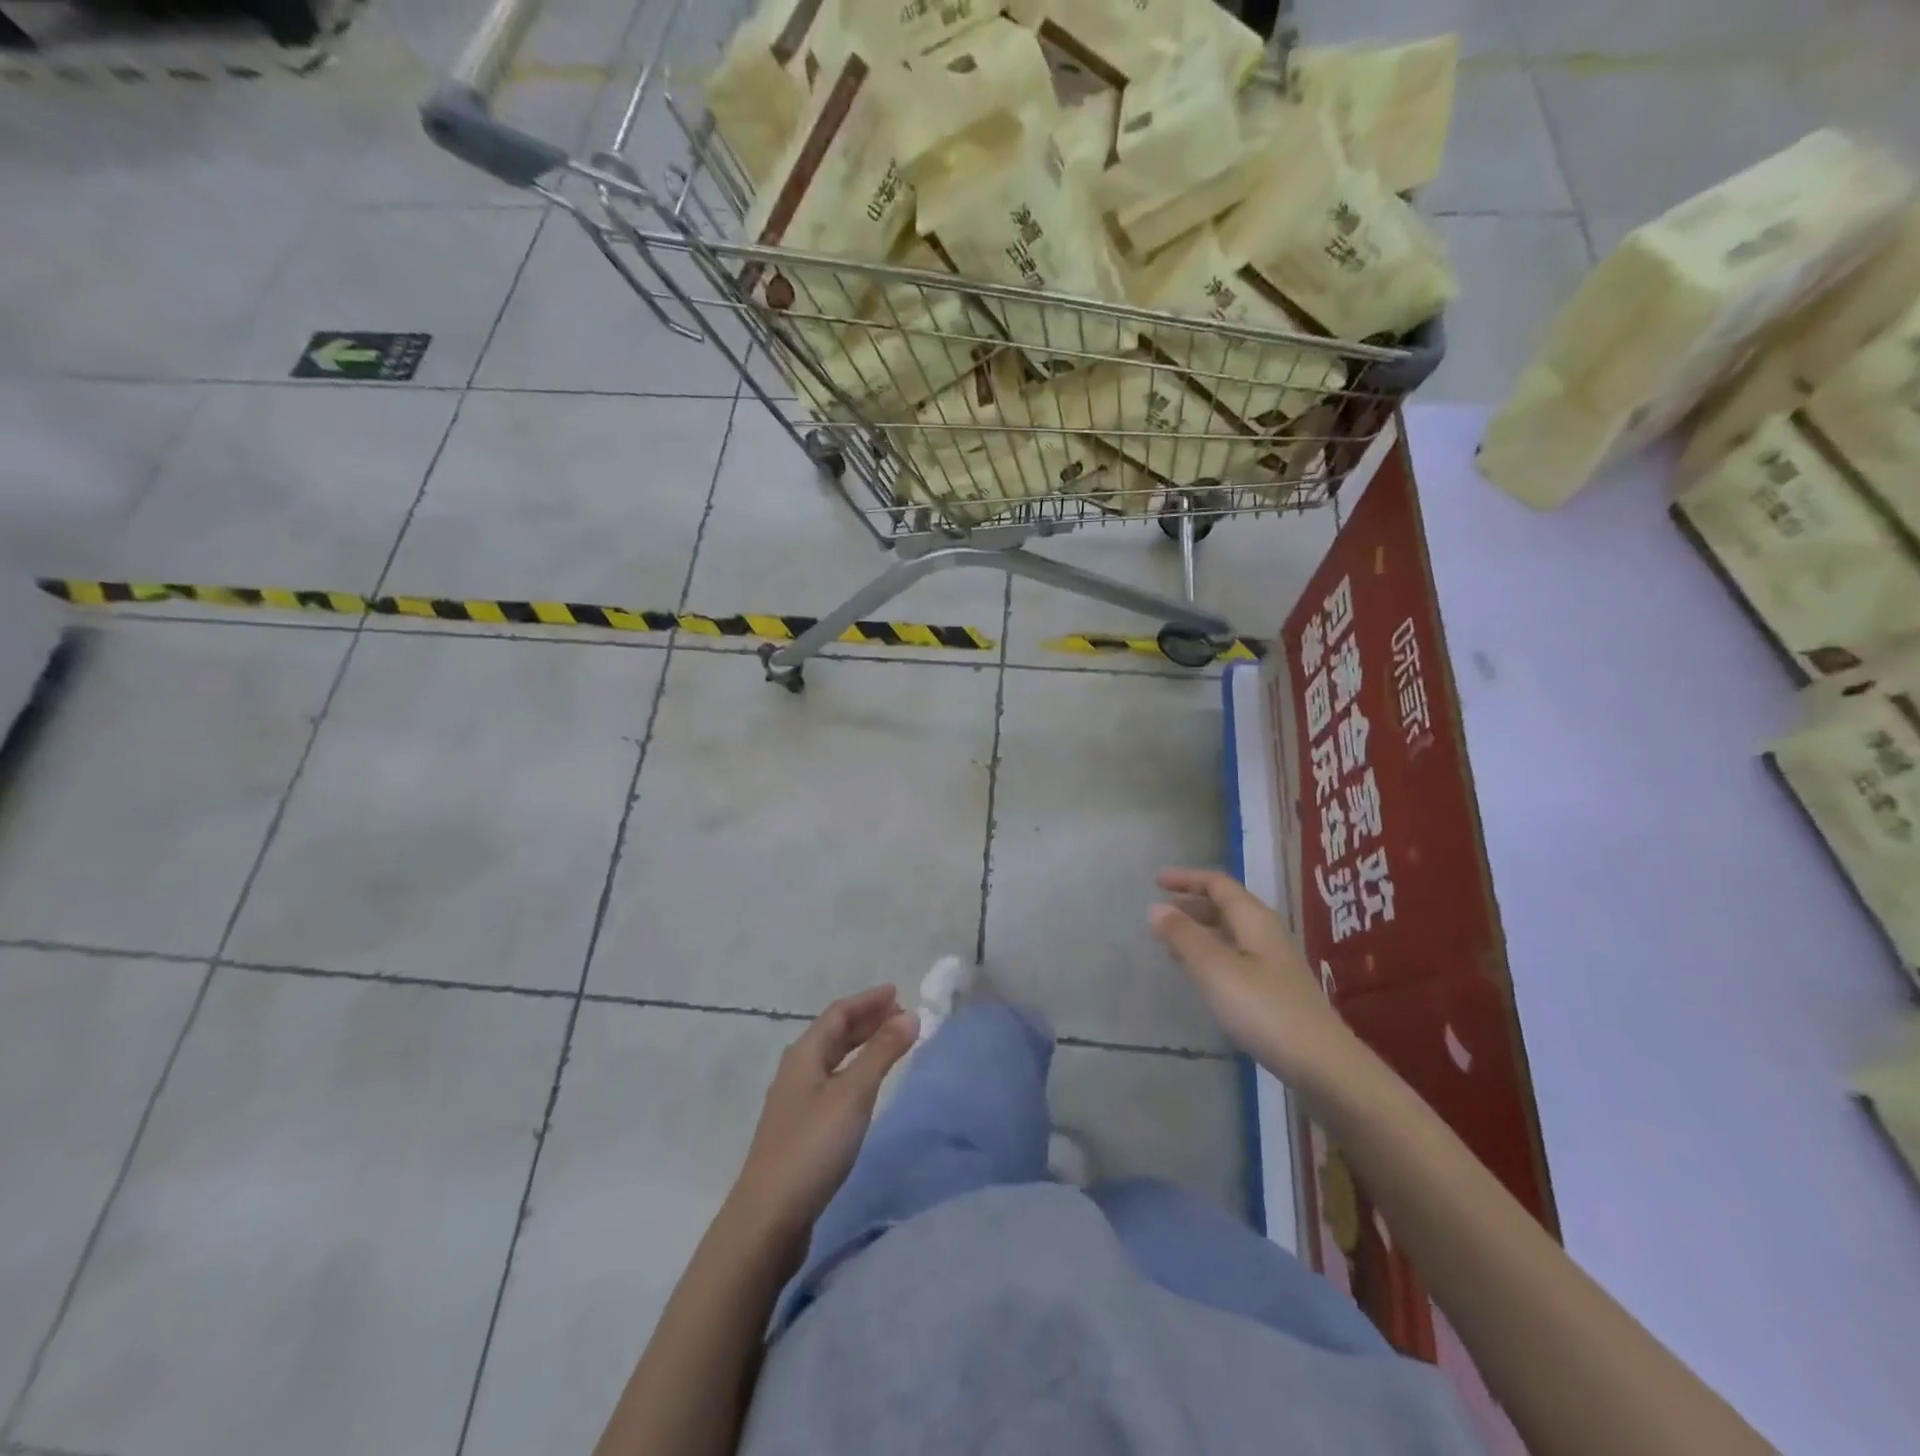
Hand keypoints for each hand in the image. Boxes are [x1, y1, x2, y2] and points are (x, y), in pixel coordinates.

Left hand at [731, 986, 917, 1246]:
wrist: (767, 1219)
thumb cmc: (812, 1146)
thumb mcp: (853, 1094)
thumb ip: (882, 1053)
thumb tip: (910, 1014)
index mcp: (804, 1054)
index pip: (838, 1013)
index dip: (868, 1000)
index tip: (898, 992)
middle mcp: (796, 1071)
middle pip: (833, 1034)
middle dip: (866, 1020)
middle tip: (901, 1015)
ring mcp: (795, 1102)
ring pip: (832, 1060)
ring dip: (861, 1046)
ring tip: (890, 1044)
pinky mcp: (799, 1131)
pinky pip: (832, 1083)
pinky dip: (854, 1072)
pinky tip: (865, 1088)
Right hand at [1150, 868, 1362, 1091]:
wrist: (1323, 1065)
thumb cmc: (1264, 1009)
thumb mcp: (1216, 969)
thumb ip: (1184, 937)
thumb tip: (1156, 906)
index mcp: (1254, 919)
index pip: (1218, 884)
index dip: (1187, 879)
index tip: (1157, 881)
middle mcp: (1266, 934)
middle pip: (1226, 907)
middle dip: (1192, 905)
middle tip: (1160, 913)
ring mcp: (1273, 964)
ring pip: (1230, 934)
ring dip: (1199, 932)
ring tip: (1169, 942)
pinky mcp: (1274, 992)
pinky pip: (1235, 959)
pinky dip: (1210, 956)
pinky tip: (1198, 974)